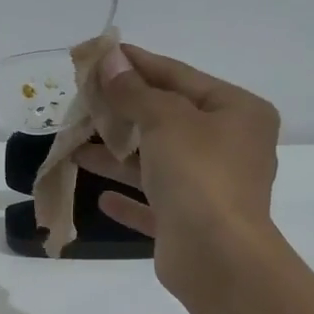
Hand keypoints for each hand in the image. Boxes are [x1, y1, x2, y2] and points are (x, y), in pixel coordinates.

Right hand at [74, 44, 281, 301]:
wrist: (217, 258)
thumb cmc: (199, 175)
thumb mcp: (165, 120)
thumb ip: (135, 92)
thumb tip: (110, 60)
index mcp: (237, 113)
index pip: (180, 77)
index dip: (138, 65)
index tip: (101, 55)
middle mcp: (229, 147)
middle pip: (168, 119)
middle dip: (123, 112)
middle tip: (82, 100)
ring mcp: (211, 188)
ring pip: (157, 163)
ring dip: (118, 155)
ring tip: (76, 145)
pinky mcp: (191, 224)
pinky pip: (155, 205)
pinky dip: (130, 198)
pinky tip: (102, 197)